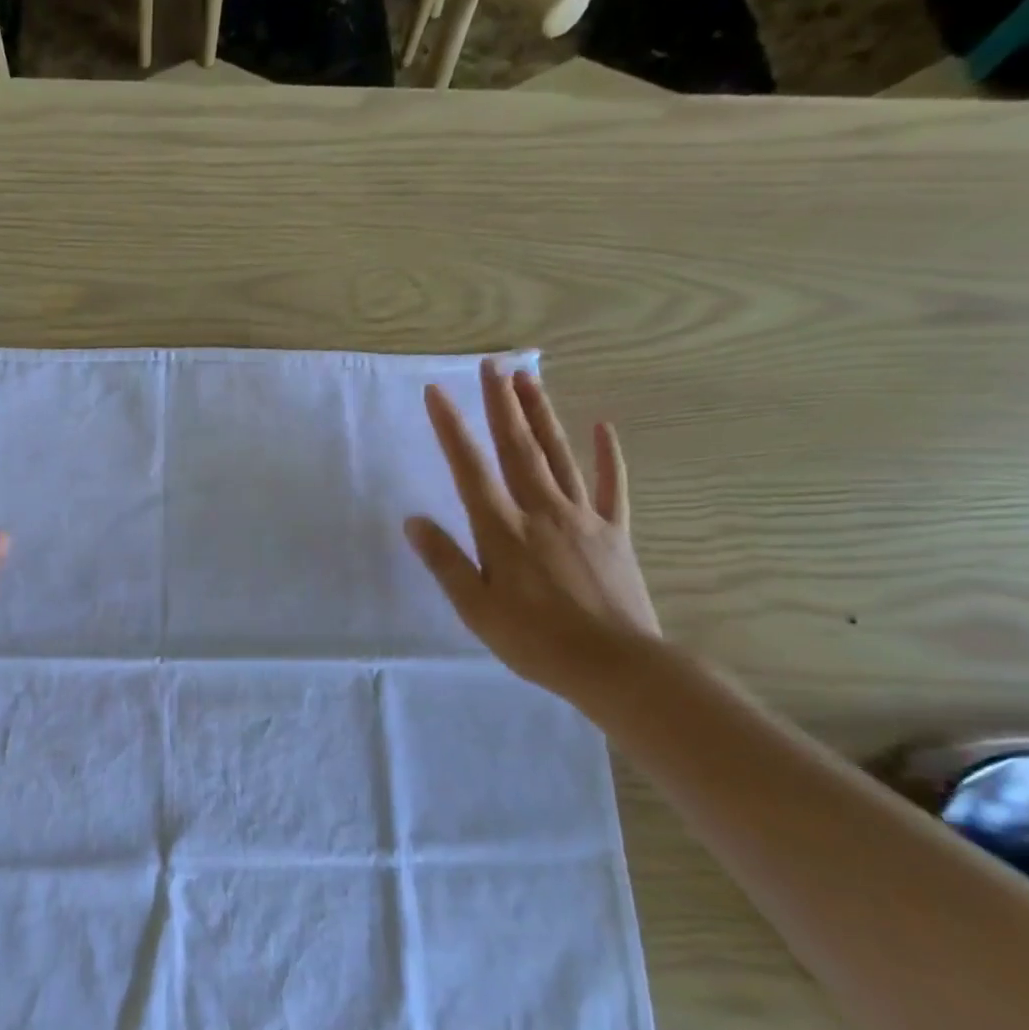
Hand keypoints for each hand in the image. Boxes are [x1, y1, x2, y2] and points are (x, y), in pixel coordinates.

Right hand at [405, 360, 659, 705]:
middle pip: (518, 448)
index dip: (452, 428)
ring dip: (542, 415)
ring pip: (558, 455)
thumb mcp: (475, 608)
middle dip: (502, 404)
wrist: (614, 664)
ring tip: (529, 378)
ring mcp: (582, 518)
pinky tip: (603, 427)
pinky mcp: (614, 531)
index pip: (470, 469)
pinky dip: (606, 456)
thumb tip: (414, 520)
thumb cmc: (533, 641)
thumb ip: (445, 561)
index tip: (437, 392)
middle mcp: (542, 511)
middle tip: (492, 364)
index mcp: (503, 530)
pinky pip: (610, 486)